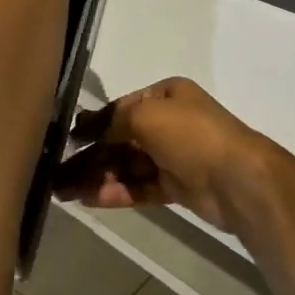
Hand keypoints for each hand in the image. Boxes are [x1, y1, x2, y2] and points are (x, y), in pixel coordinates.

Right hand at [53, 77, 274, 231]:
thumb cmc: (191, 135)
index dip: (94, 122)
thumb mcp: (147, 115)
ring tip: (65, 191)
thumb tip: (90, 130)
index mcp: (167, 95)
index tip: (67, 138)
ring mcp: (174, 155)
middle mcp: (170, 121)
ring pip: (128, 164)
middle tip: (58, 172)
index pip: (122, 107)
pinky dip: (117, 191)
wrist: (236, 178)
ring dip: (98, 176)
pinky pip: (140, 186)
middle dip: (91, 155)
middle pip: (122, 138)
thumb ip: (115, 121)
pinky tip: (91, 199)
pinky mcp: (176, 186)